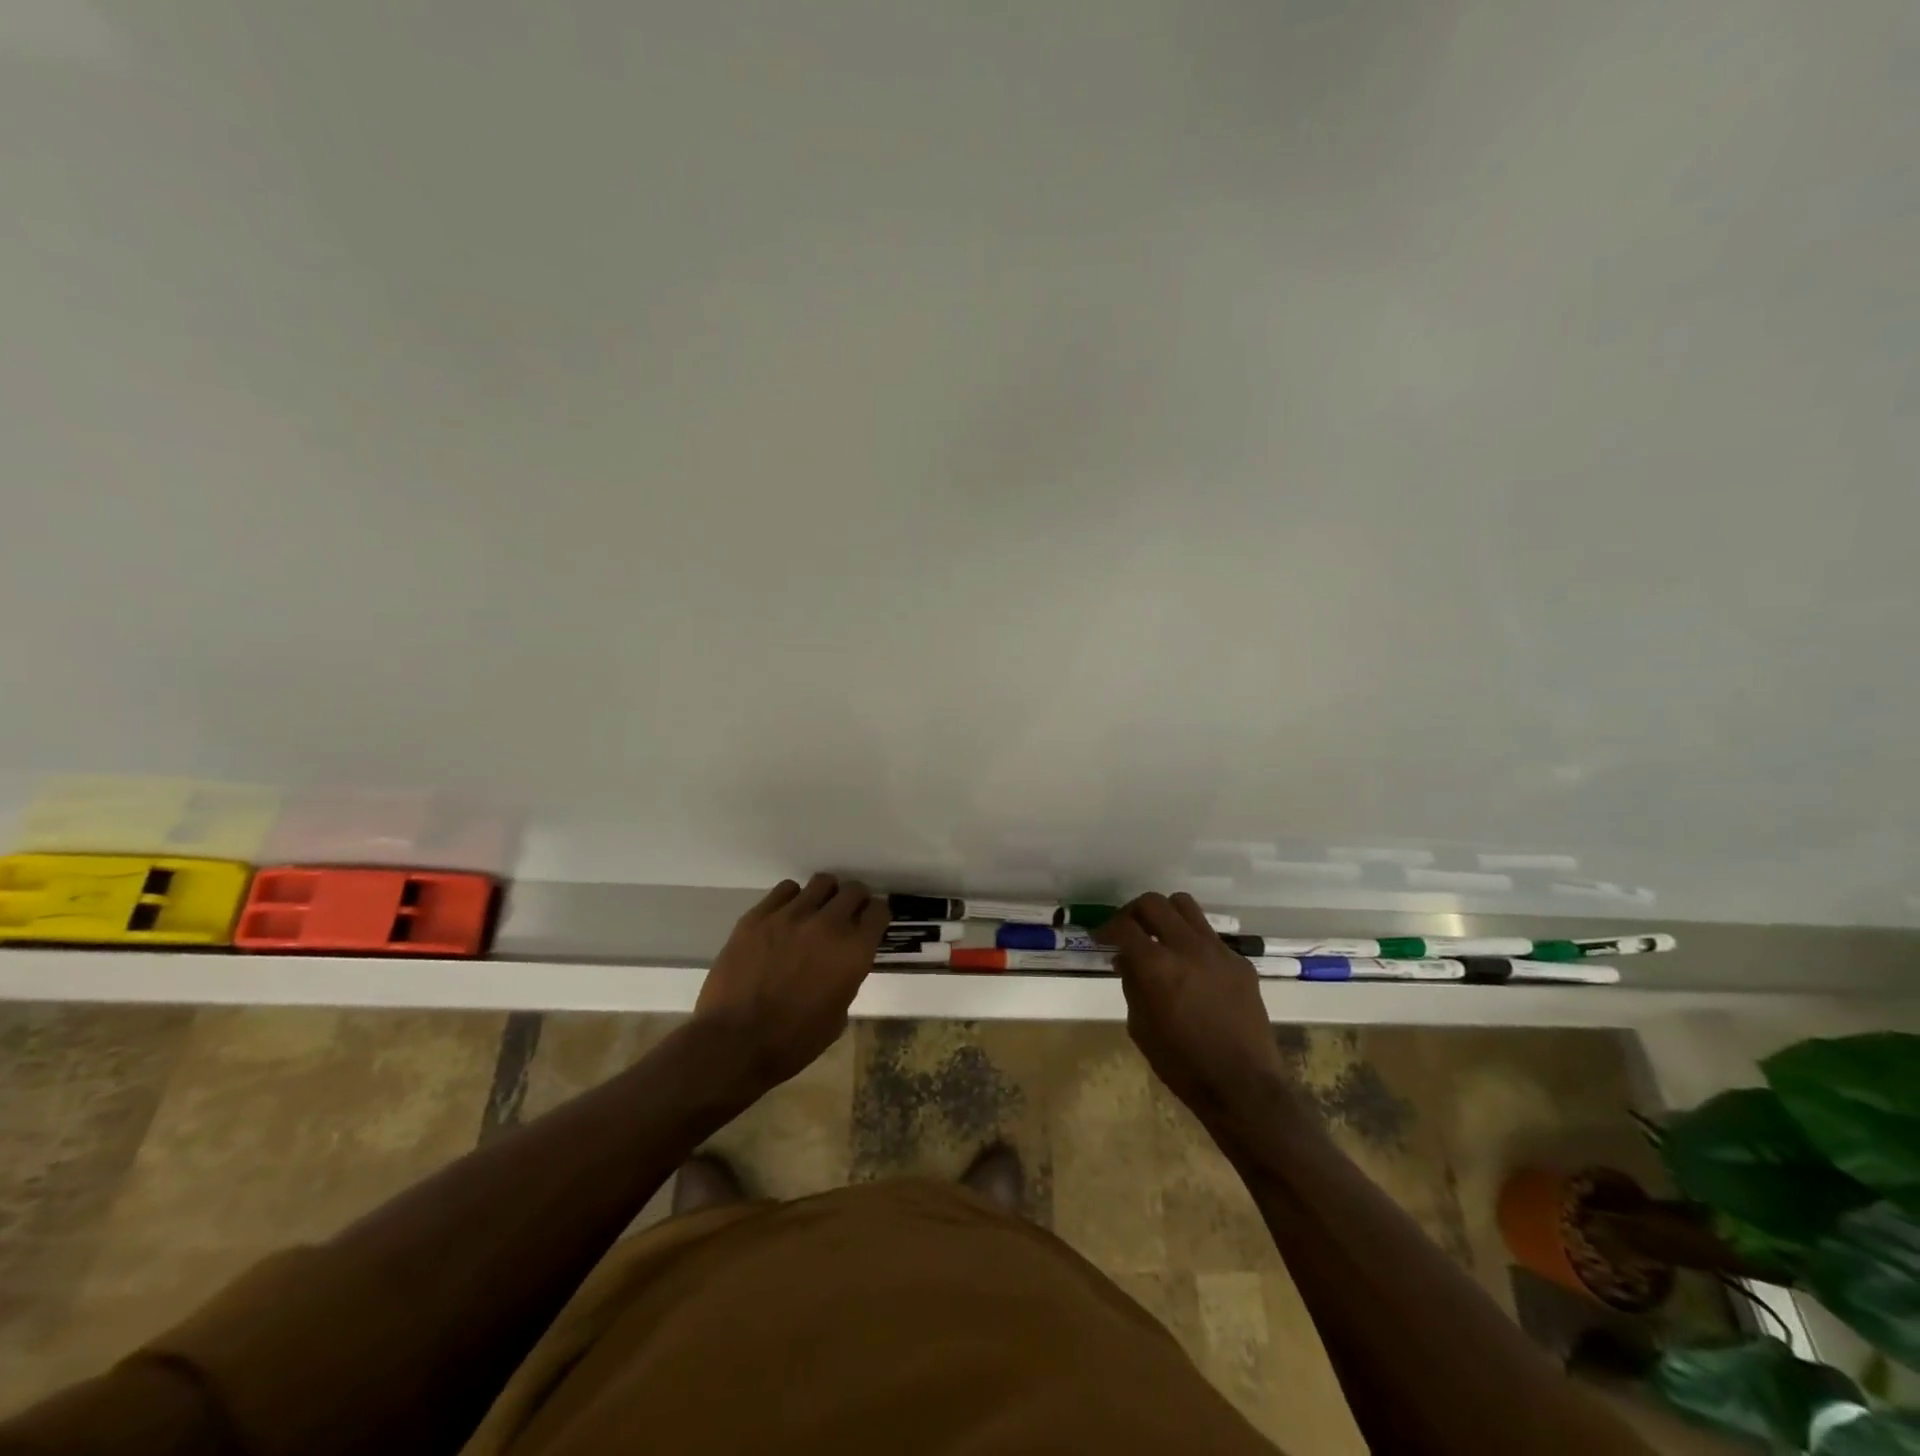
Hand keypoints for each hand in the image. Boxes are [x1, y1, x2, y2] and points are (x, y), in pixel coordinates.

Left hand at [695, 874, 888, 1090]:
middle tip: (845, 916)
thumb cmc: (792, 1041)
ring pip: (822, 882)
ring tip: (815, 912)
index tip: (869, 925)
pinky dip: (792, 899)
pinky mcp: (759, 915)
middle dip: (855, 901)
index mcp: (853, 952)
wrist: (734, 1042)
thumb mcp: (838, 1015)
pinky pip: (786, 889)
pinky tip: (786, 917)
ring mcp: (791, 915)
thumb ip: (846, 978)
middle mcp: (828, 924)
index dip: (876, 917)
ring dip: (825, 896)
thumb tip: (840, 963)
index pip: (879, 911)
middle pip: (854, 890)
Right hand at [1099, 893, 1286, 1128]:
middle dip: (1133, 912)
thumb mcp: (1140, 1027)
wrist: (1243, 1085)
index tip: (1099, 937)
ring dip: (1165, 915)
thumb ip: (1131, 984)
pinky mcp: (1239, 962)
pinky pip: (1209, 936)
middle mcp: (1187, 947)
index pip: (1124, 926)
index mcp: (1157, 966)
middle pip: (1154, 903)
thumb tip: (1126, 959)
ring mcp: (1217, 951)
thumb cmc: (1182, 1064)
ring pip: (1185, 906)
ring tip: (1159, 935)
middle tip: (1127, 930)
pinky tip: (1191, 968)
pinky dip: (1192, 942)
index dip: (1106, 928)